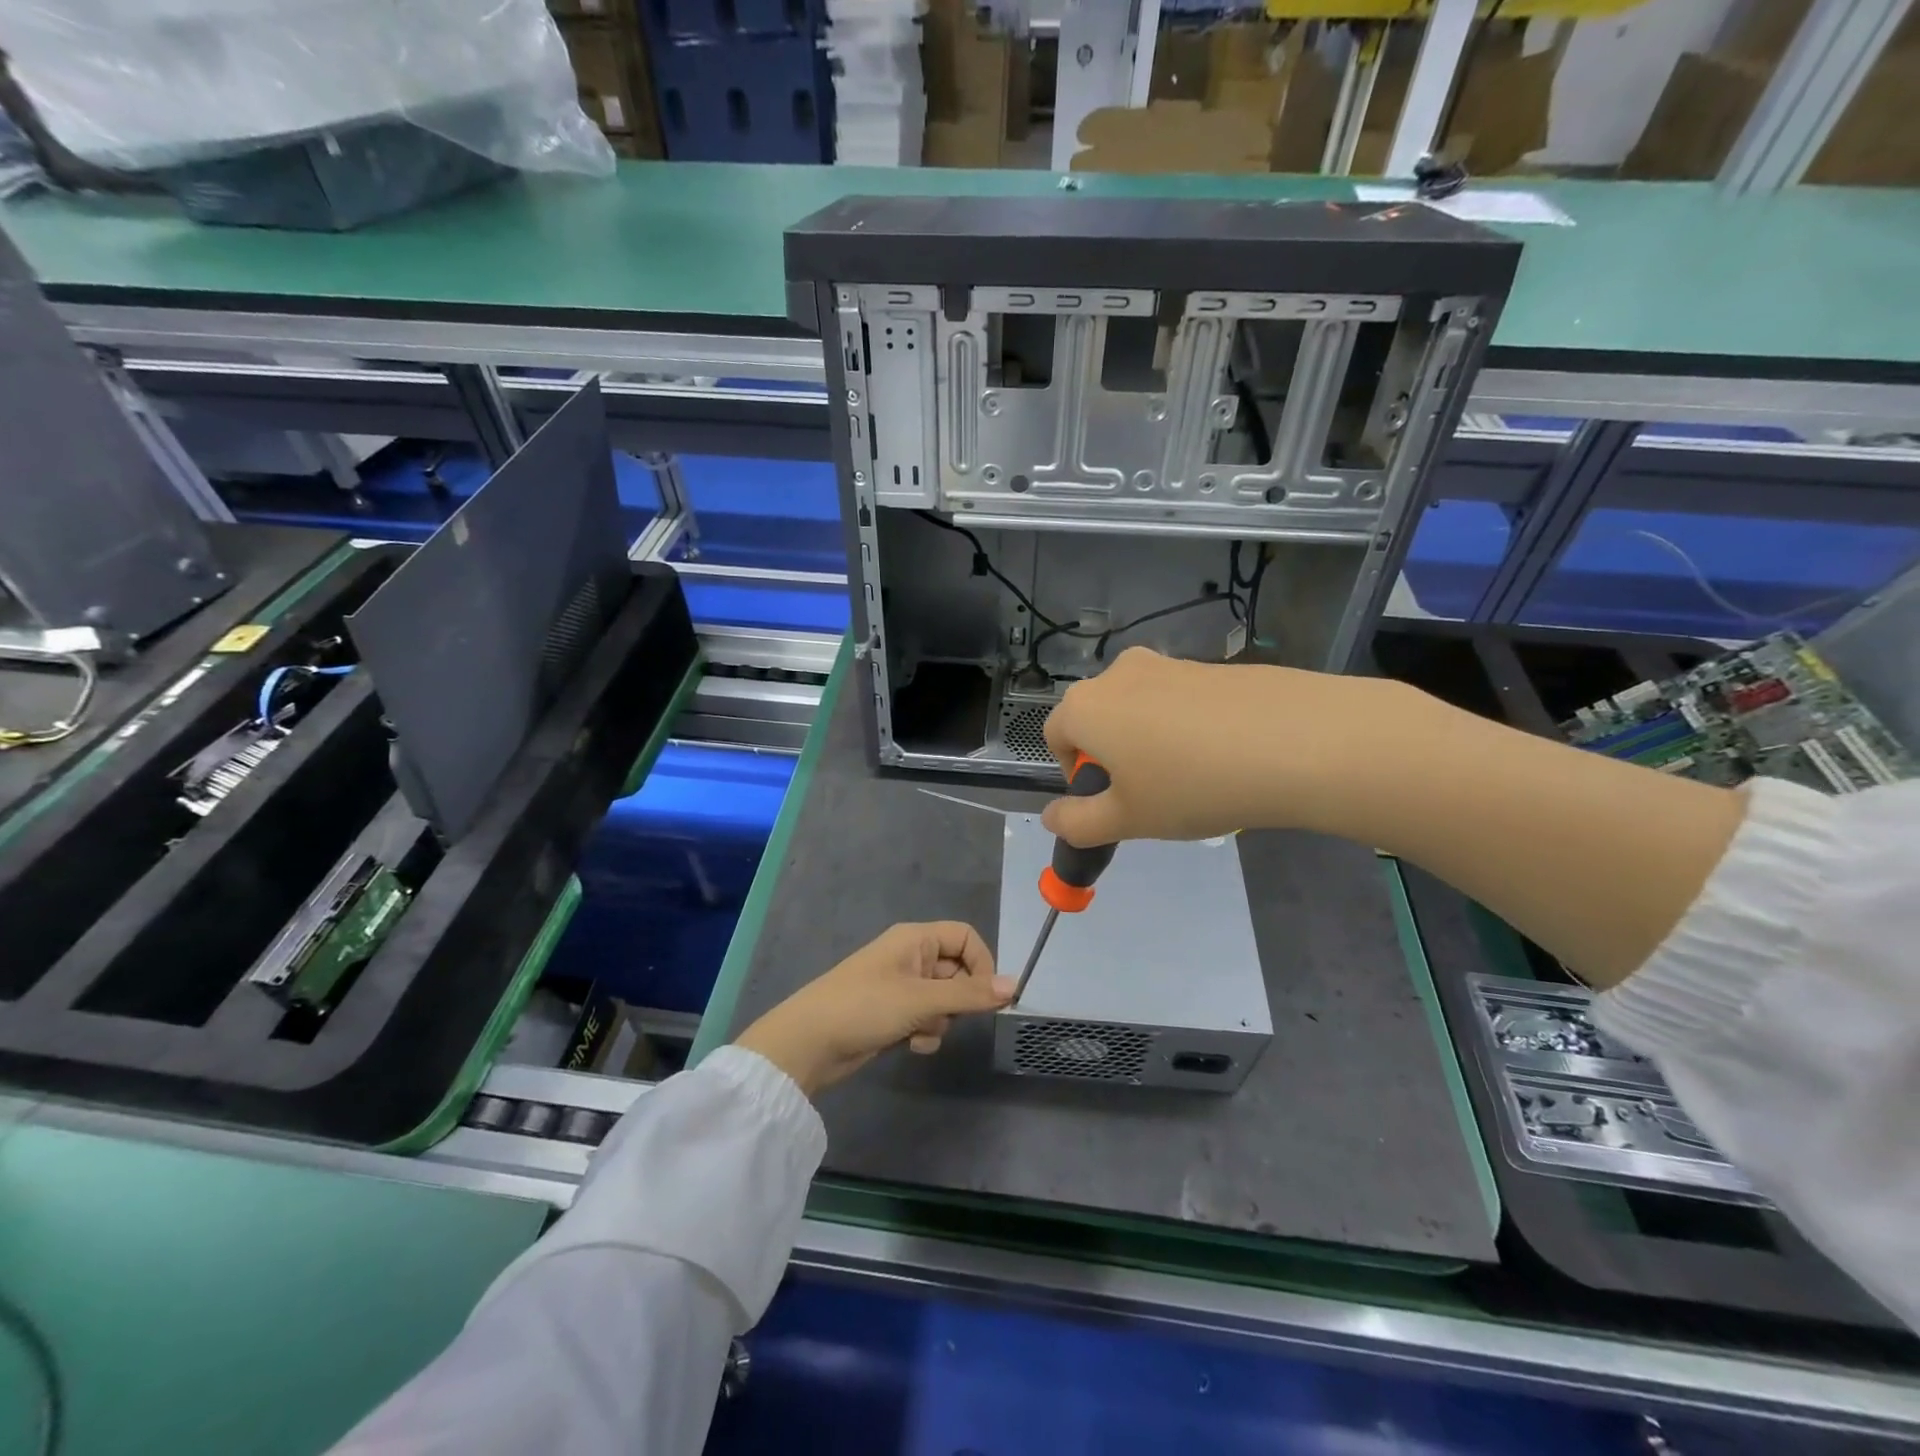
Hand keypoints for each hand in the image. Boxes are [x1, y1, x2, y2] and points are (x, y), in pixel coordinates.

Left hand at [734, 922, 1013, 1097]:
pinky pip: (925, 1018)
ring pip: (943, 1000)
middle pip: (957, 971)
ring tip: (919, 1031)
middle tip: (945, 1016)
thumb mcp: (922, 999)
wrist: (809, 1042)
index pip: (966, 937)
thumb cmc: (865, 1006)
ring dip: (939, 1021)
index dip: (982, 964)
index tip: (989, 996)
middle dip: (957, 1000)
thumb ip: (970, 994)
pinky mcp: (892, 1013)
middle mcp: (910, 956)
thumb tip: (1015, 986)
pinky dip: (924, 1032)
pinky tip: (909, 1045)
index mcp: (916, 938)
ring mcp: (901, 986)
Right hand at [1040, 646, 1405, 846]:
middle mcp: (1118, 674)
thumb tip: (1053, 817)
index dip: (1074, 773)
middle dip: (1111, 756)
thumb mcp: (1128, 819)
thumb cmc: (1193, 785)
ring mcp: (1167, 663)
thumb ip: (1078, 823)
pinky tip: (1224, 755)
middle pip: (1097, 718)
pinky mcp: (1210, 665)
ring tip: (1193, 778)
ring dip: (1149, 741)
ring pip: (1139, 709)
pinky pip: (1179, 700)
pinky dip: (1186, 726)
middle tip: (1150, 794)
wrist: (1298, 741)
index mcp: (1085, 706)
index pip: (1054, 736)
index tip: (1111, 801)